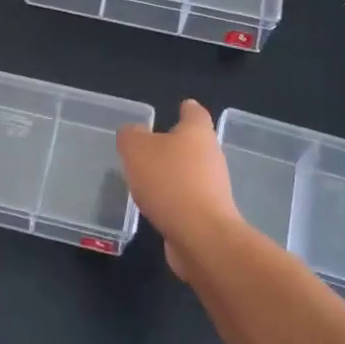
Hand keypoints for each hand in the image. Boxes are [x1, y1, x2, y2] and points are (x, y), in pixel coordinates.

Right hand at [117, 99, 240, 278]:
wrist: (200, 236)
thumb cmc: (169, 181)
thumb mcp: (136, 150)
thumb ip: (130, 135)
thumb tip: (132, 132)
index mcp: (197, 132)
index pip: (194, 112)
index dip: (185, 109)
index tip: (178, 107)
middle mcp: (211, 155)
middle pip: (193, 143)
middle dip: (174, 144)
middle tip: (148, 147)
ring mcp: (213, 187)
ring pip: (190, 172)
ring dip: (172, 173)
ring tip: (146, 177)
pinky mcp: (209, 214)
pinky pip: (187, 198)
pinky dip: (173, 198)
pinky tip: (154, 204)